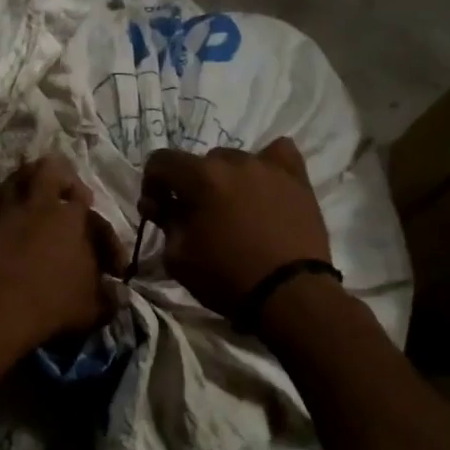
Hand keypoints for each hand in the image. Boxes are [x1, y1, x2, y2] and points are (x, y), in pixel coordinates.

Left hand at [0, 156, 120, 354]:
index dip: (106, 235)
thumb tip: (119, 295)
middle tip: (65, 195)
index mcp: (72, 219)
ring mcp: (6, 214)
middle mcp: (39, 206)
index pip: (93, 211)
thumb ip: (108, 297)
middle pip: (49, 169)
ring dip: (24, 184)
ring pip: (14, 180)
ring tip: (30, 199)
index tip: (111, 265)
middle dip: (61, 178)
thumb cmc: (52, 306)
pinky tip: (0, 218)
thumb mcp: (92, 308)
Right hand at [140, 139, 330, 317]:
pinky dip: (266, 166)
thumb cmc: (227, 277)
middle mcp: (234, 161)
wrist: (289, 294)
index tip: (157, 211)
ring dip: (226, 180)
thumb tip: (160, 206)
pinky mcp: (298, 179)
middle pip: (200, 162)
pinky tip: (264, 186)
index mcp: (201, 177)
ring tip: (234, 209)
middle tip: (195, 217)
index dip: (152, 184)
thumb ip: (164, 222)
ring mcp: (269, 167)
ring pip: (236, 161)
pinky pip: (278, 154)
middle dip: (190, 185)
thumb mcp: (177, 257)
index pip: (161, 160)